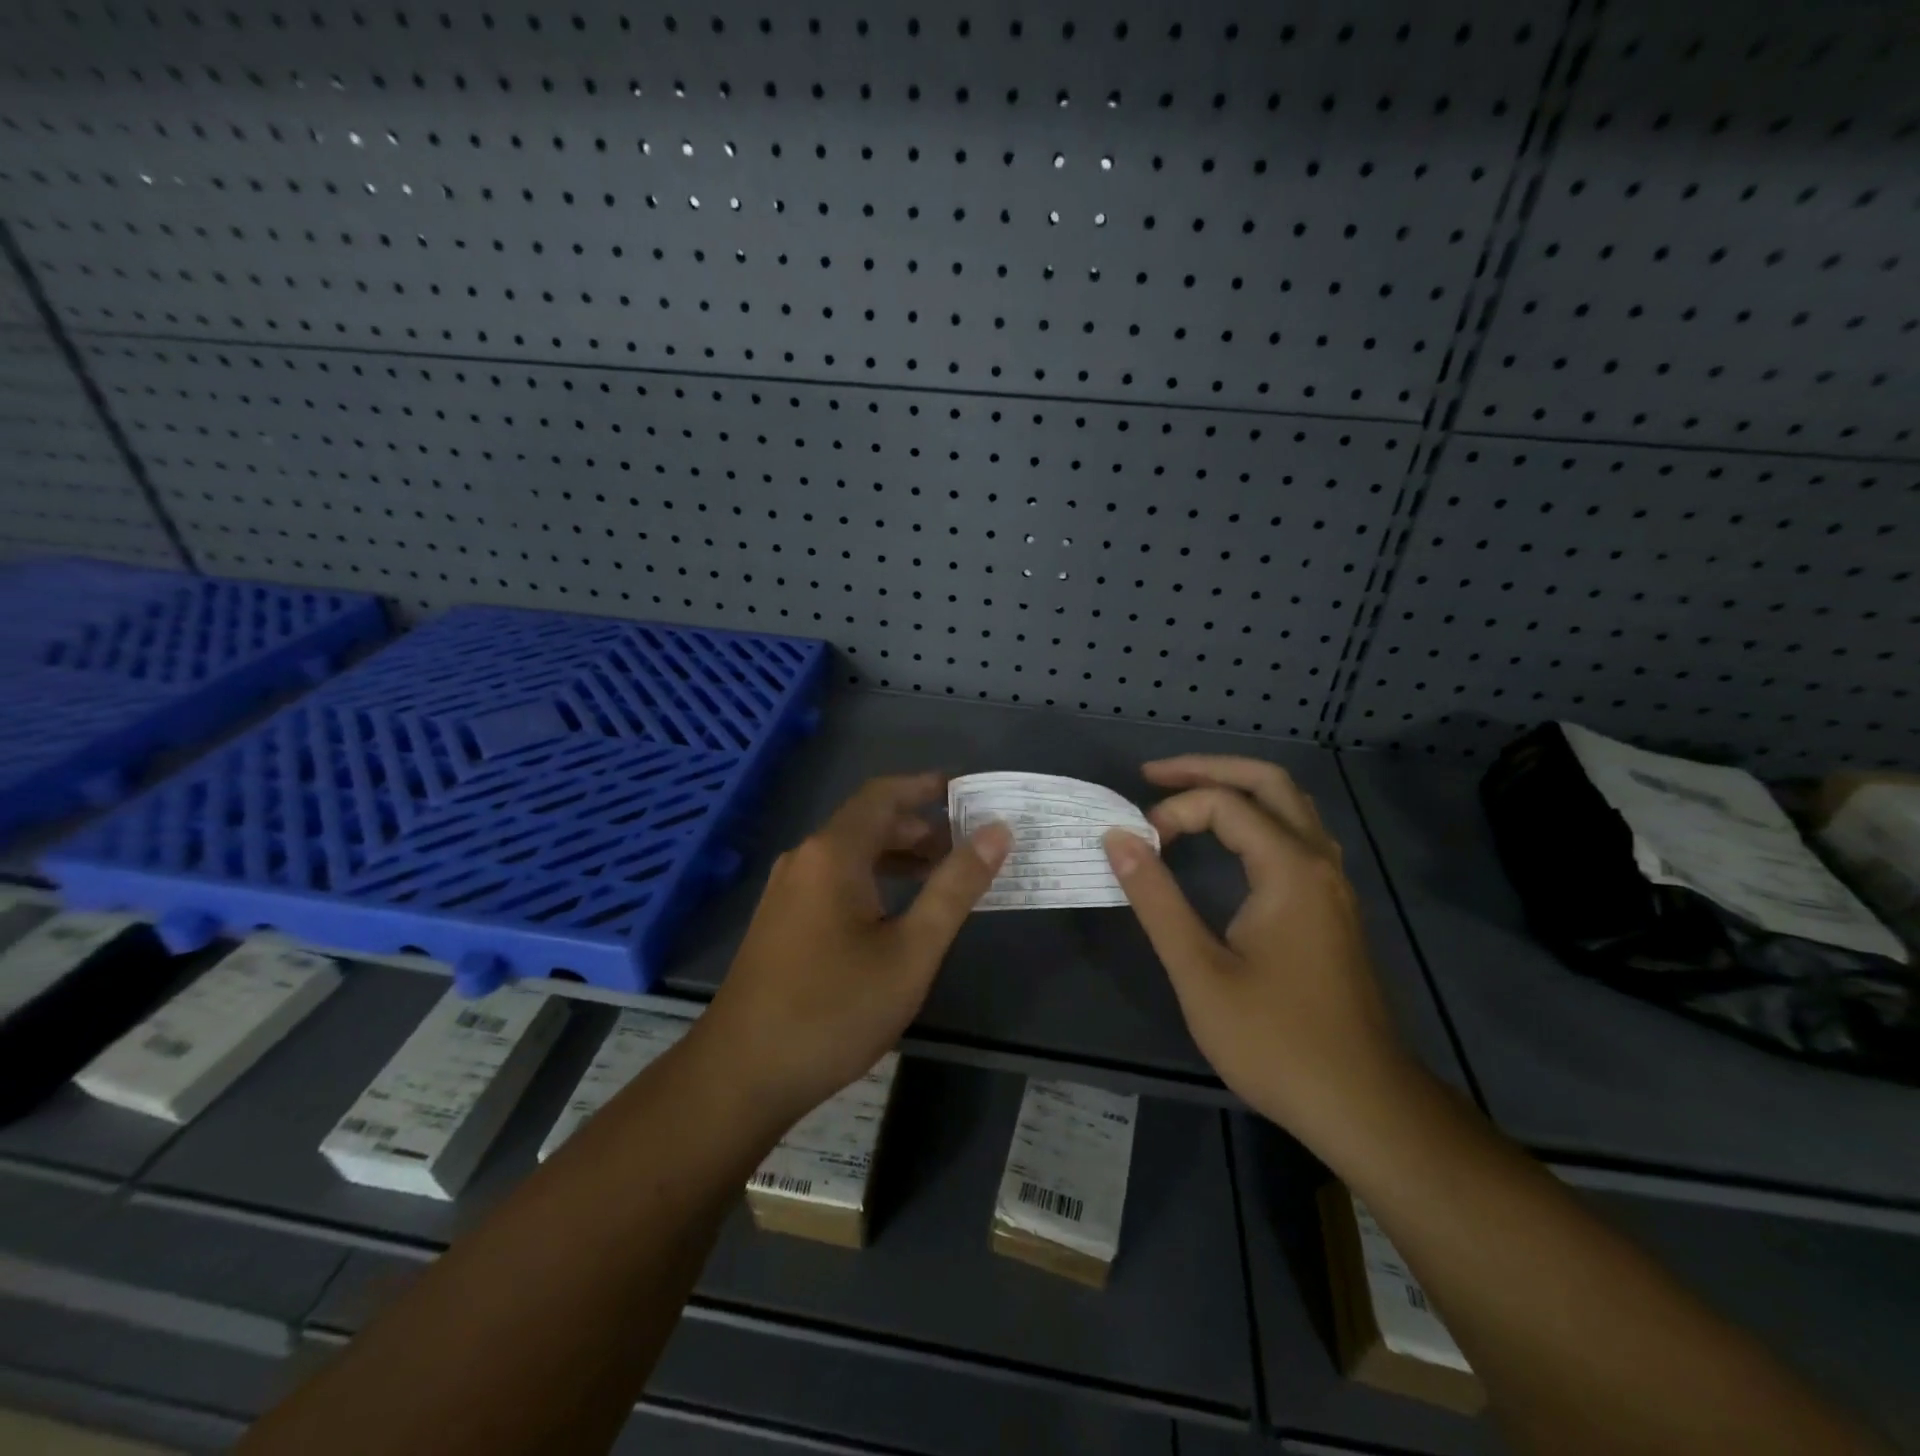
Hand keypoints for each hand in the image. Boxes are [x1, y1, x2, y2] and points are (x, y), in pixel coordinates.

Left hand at [702, 773, 1011, 1125]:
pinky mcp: (780, 920)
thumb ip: (955, 888)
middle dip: (920, 826)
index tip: (968, 791)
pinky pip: (834, 879)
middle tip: (968, 844)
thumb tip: (996, 833)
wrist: (741, 1074)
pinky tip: (896, 911)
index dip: (927, 786)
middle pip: (867, 822)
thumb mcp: (911, 951)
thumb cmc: (834, 1009)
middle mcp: (805, 859)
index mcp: (833, 853)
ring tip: (942, 875)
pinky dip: (873, 878)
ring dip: (897, 855)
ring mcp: (786, 890)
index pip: (884, 794)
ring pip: (850, 853)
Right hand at [1102, 756, 1408, 1143]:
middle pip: (1269, 782)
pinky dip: (1257, 817)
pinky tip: (1231, 840)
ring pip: (1290, 806)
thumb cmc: (1276, 1041)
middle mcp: (1320, 861)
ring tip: (1186, 793)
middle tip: (1154, 774)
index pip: (1225, 805)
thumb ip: (1156, 898)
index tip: (1139, 846)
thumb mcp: (1200, 971)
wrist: (1365, 1105)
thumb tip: (1119, 838)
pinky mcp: (1334, 907)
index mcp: (1290, 869)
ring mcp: (1334, 884)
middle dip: (1208, 769)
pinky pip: (1297, 835)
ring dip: (1238, 789)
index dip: (1174, 811)